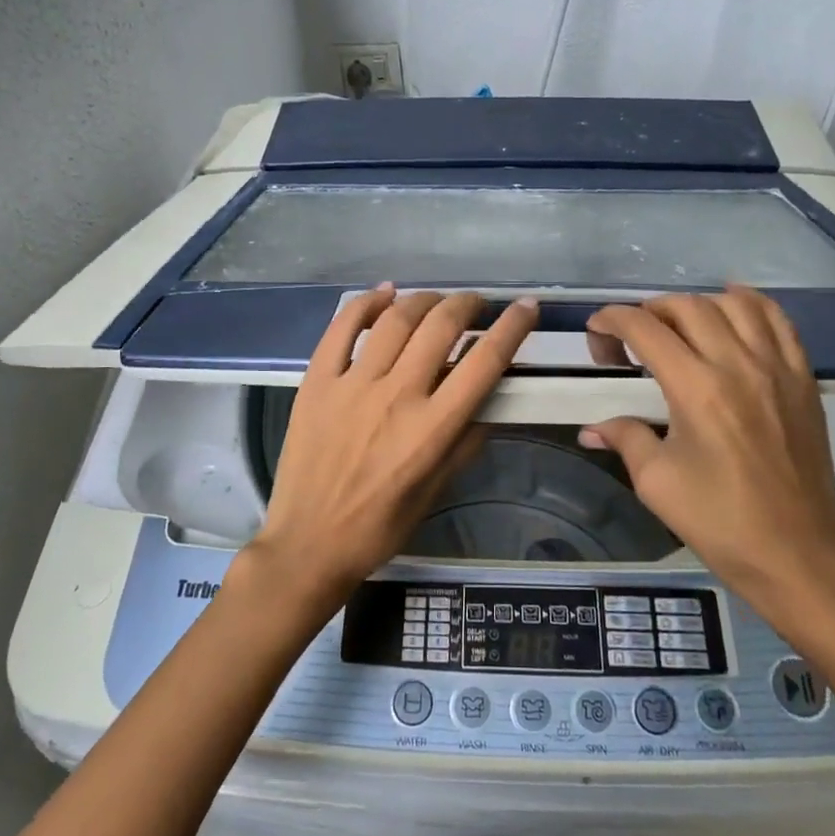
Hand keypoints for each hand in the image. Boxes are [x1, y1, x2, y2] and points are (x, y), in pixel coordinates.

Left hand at [249, 287, 539, 606]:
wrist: (309, 543)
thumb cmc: (380, 527)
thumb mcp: (436, 491)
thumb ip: (467, 442)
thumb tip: (492, 402)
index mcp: (432, 428)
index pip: (484, 362)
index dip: (512, 328)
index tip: (525, 308)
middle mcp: (396, 396)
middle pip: (440, 326)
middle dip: (467, 305)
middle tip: (475, 305)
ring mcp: (352, 384)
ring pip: (395, 319)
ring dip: (424, 300)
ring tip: (436, 302)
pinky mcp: (317, 381)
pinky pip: (342, 328)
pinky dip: (366, 302)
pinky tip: (385, 293)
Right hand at [581, 287, 834, 640]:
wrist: (797, 555)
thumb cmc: (719, 522)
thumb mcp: (656, 482)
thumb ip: (624, 437)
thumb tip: (590, 428)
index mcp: (697, 390)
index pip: (645, 328)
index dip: (612, 320)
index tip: (596, 332)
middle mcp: (739, 365)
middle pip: (687, 306)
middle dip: (649, 311)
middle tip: (633, 340)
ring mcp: (778, 368)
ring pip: (734, 303)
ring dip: (697, 304)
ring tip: (679, 327)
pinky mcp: (804, 378)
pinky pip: (778, 320)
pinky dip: (750, 303)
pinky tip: (732, 307)